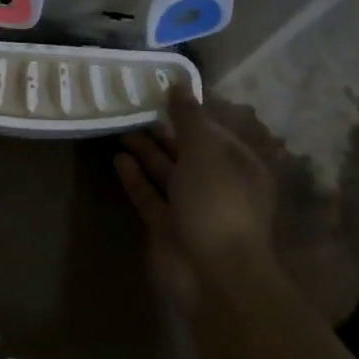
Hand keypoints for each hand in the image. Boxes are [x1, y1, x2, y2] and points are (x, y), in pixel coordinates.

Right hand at [115, 86, 277, 312]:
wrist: (213, 275)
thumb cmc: (218, 204)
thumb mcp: (205, 152)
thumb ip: (188, 118)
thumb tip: (178, 83)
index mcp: (239, 167)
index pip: (212, 133)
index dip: (186, 114)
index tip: (157, 94)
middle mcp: (218, 186)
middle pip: (187, 152)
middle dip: (162, 132)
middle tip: (131, 108)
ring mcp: (192, 208)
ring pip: (166, 173)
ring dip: (145, 152)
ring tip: (120, 128)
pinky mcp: (167, 227)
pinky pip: (150, 196)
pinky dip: (135, 178)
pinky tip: (118, 159)